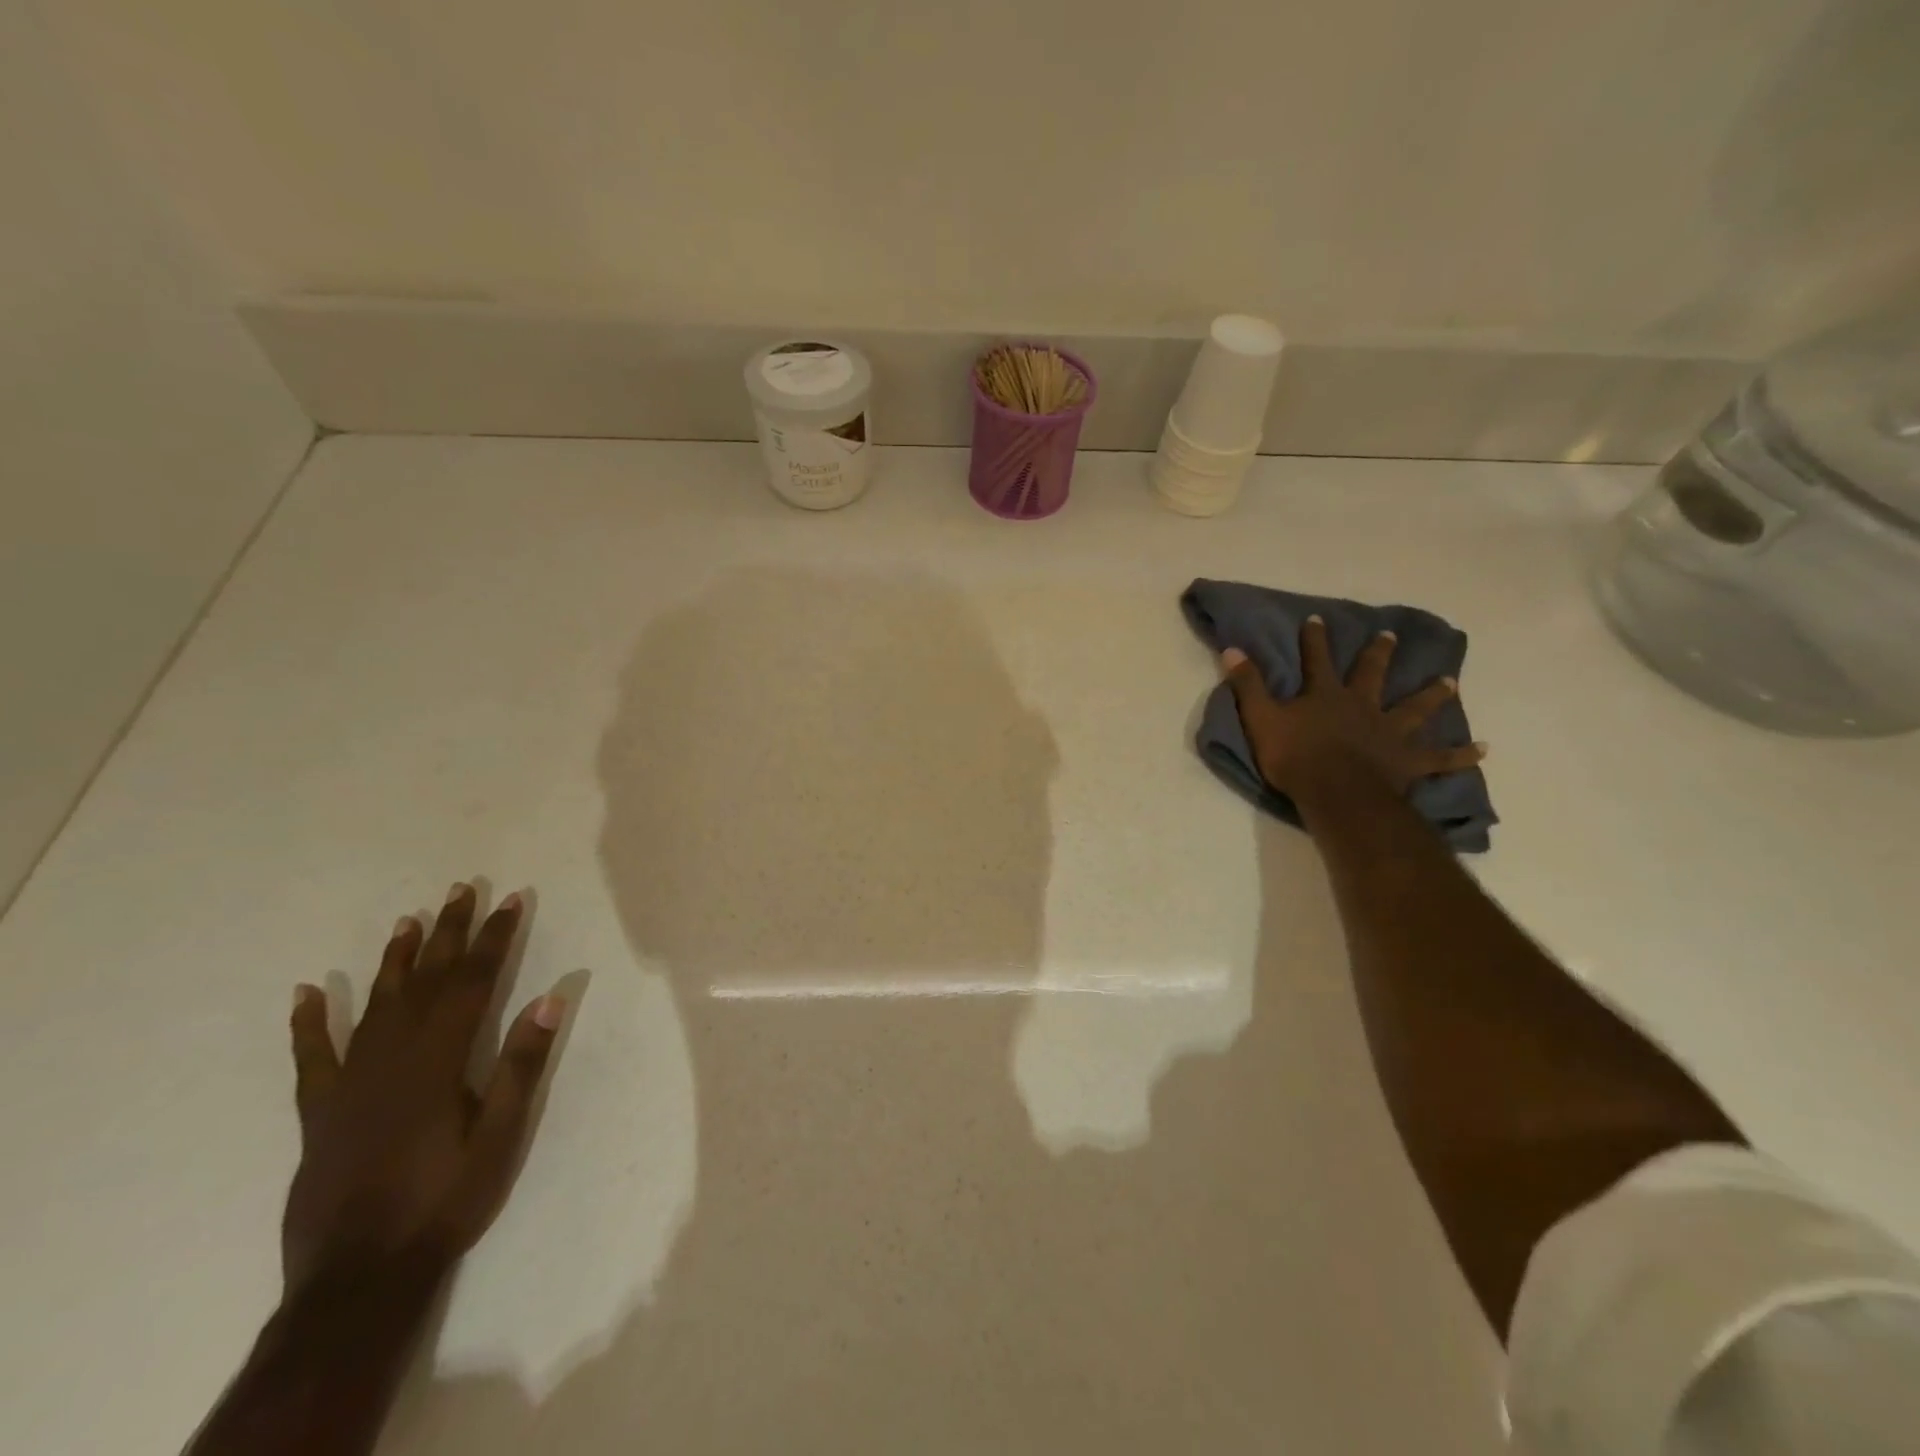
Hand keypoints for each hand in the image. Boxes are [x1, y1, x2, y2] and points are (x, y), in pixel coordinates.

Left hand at [282, 885, 564, 1292]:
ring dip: (394, 960)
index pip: (472, 983)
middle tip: (461, 891)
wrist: (358, 1278)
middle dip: (448, 933)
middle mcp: (391, 1060)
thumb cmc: (445, 1202)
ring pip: (374, 1006)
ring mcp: (349, 1085)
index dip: (494, 939)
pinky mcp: (319, 1112)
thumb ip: (522, 1067)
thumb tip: (549, 1001)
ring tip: (409, 921)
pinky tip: (307, 994)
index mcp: (439, 1062)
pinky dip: (309, 1023)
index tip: (511, 901)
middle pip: (424, 981)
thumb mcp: (501, 1138)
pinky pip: (312, 1058)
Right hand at [1220, 616, 1485, 800]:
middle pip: (1373, 674)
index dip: (1315, 639)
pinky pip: (1439, 759)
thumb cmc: (1295, 757)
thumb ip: (1247, 685)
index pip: (1317, 660)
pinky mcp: (1407, 762)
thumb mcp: (1261, 719)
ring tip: (1449, 682)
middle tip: (1390, 636)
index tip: (1317, 619)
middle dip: (1378, 654)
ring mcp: (1388, 733)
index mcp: (1326, 695)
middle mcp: (1362, 706)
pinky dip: (1460, 755)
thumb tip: (1232, 649)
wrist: (1336, 792)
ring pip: (1415, 709)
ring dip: (1432, 695)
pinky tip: (1483, 750)